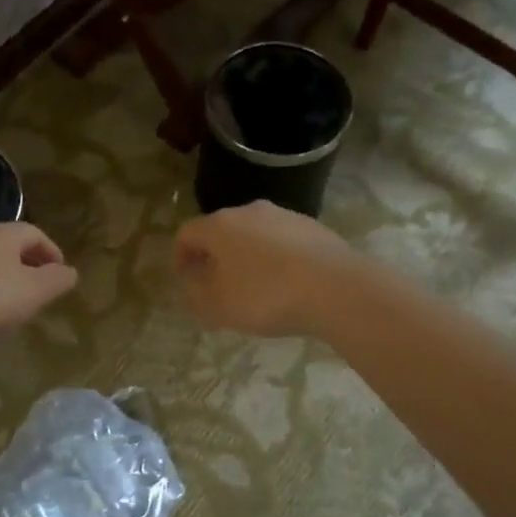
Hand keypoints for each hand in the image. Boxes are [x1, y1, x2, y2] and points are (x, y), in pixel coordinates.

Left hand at [0, 221, 77, 342]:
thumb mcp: (38, 290)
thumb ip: (59, 279)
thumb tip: (70, 272)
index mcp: (4, 233)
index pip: (35, 233)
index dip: (52, 252)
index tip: (61, 273)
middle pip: (12, 244)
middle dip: (31, 263)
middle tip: (43, 285)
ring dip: (9, 275)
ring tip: (20, 299)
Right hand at [173, 201, 359, 336]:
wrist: (335, 288)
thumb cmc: (265, 296)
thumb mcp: (217, 305)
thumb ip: (196, 292)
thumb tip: (193, 280)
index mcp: (220, 225)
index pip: (187, 233)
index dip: (180, 257)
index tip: (184, 279)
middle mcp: (250, 211)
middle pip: (222, 232)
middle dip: (215, 258)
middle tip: (216, 287)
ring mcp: (285, 216)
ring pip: (254, 236)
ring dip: (246, 258)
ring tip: (253, 289)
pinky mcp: (314, 228)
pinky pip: (282, 244)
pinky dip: (275, 261)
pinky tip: (285, 286)